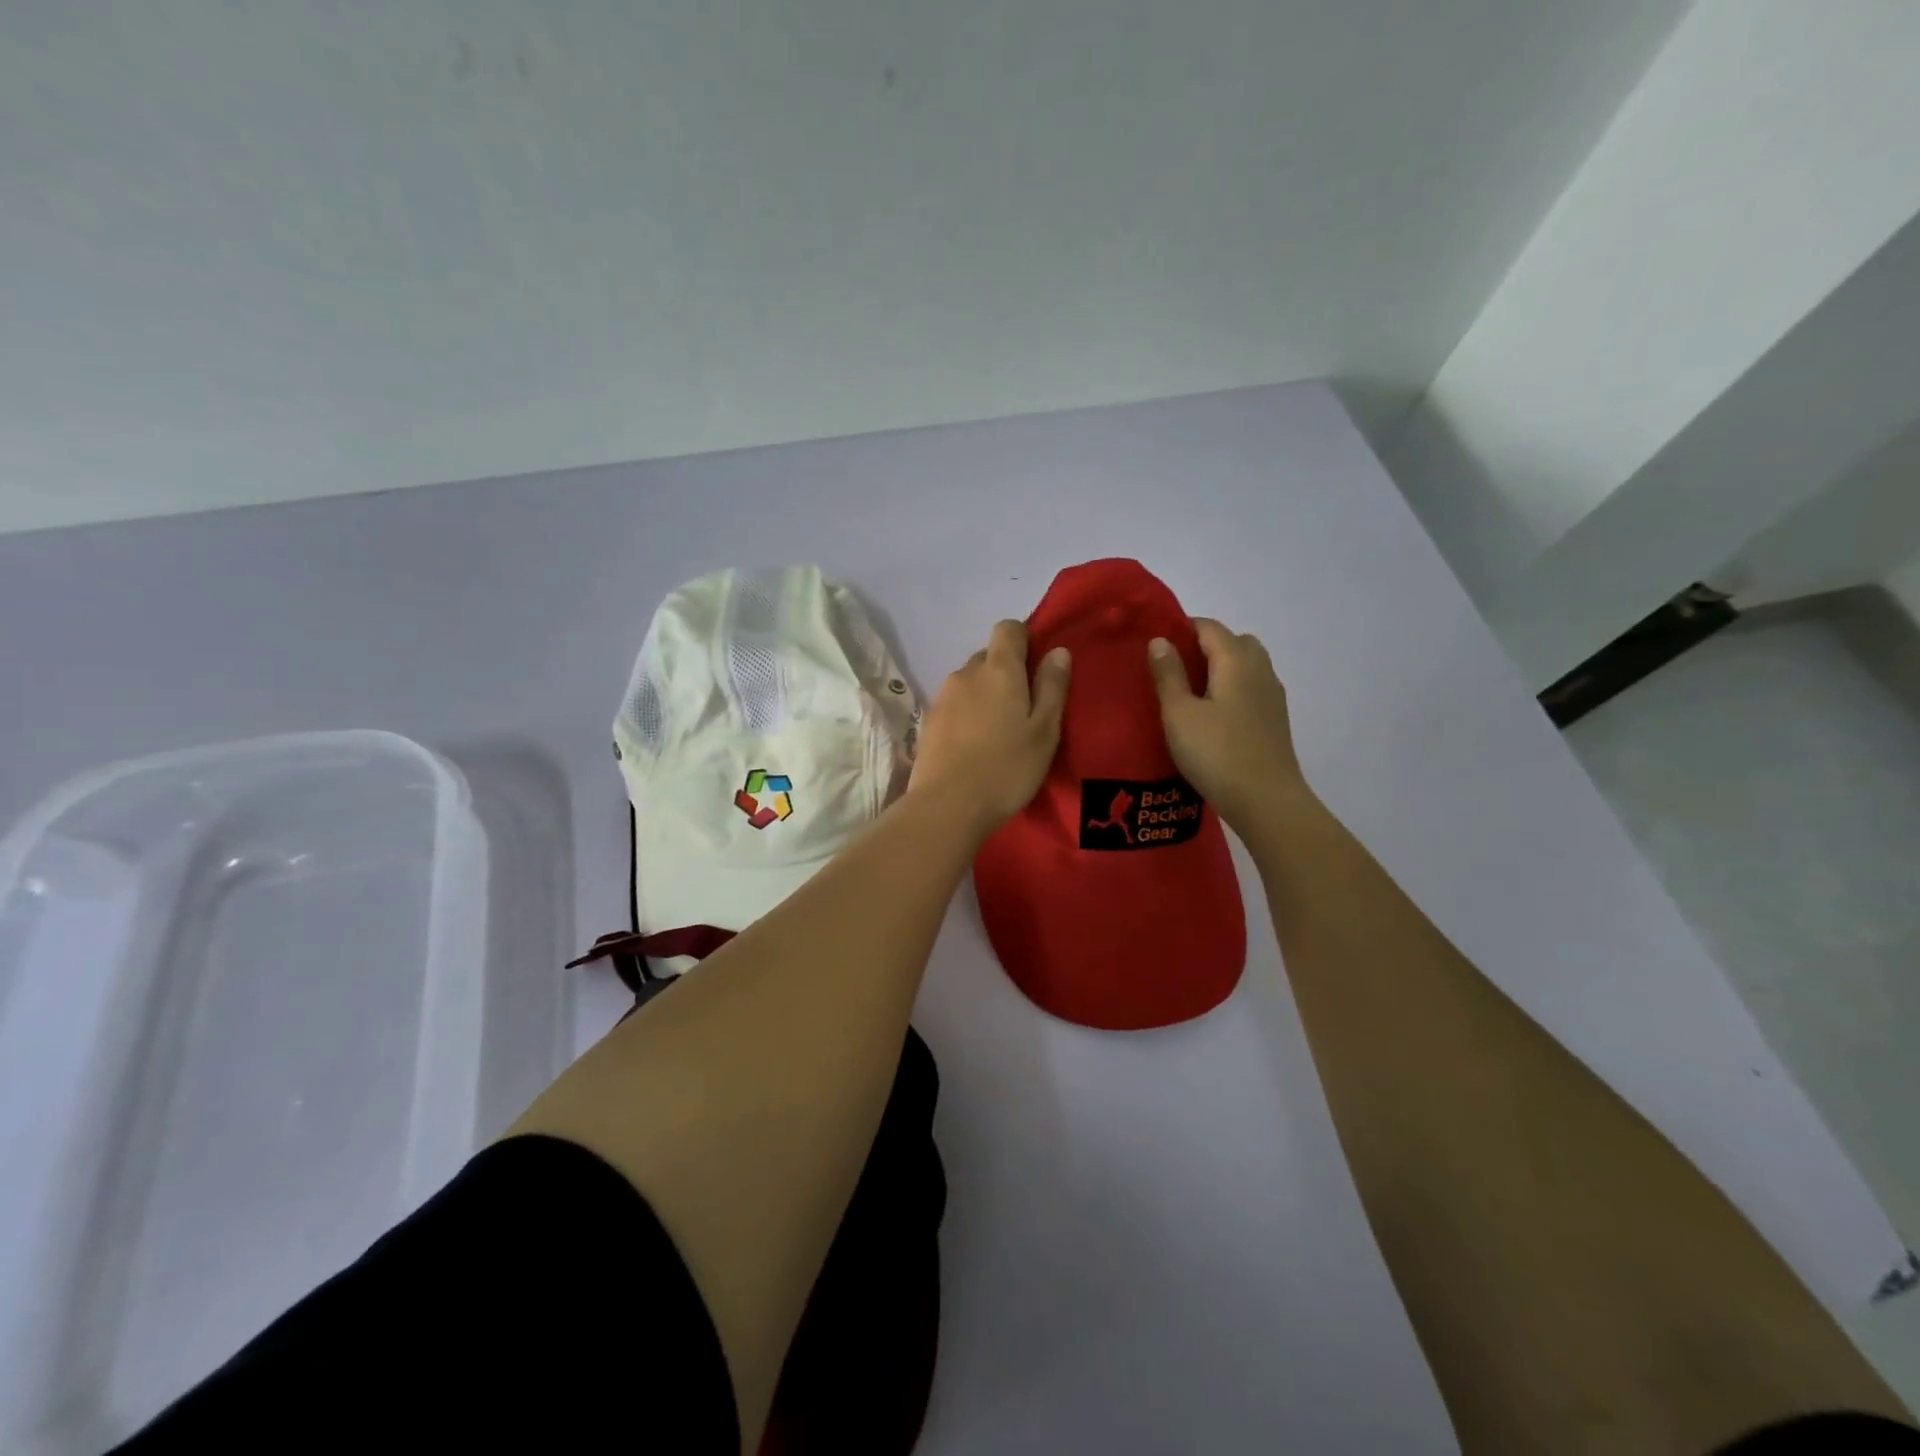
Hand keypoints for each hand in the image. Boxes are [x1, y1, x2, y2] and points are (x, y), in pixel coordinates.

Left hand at [910, 620, 1070, 834]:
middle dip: (1006, 673)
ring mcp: (942, 697)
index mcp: (998, 669)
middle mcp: (966, 673)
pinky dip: (967, 715)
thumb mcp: (1044, 730)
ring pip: (970, 682)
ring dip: (985, 696)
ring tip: (998, 733)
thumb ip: (1052, 687)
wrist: (946, 806)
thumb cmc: (1006, 768)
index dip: (1024, 640)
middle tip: (1023, 711)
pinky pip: (954, 705)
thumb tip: (1058, 650)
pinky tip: (975, 746)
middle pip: (988, 656)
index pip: (1008, 628)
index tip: (1037, 670)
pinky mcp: (927, 722)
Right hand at [1149, 618, 1306, 831]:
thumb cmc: (1216, 753)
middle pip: (1233, 642)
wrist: (1266, 801)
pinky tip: (1212, 716)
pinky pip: (1251, 689)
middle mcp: (1260, 670)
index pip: (1209, 627)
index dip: (1182, 629)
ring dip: (1220, 669)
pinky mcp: (1275, 720)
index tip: (1155, 644)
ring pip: (1246, 666)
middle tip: (1174, 669)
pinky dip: (1232, 690)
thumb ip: (1168, 674)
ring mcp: (1272, 696)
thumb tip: (1160, 640)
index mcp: (1236, 660)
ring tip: (1190, 694)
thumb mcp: (1179, 713)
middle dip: (1204, 647)